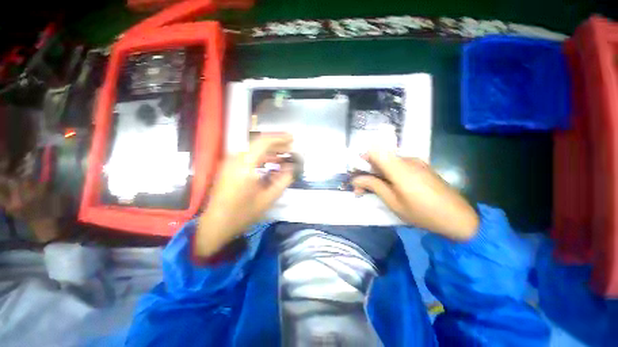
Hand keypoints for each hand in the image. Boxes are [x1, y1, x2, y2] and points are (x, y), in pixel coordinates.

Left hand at [195, 134, 293, 256]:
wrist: (216, 224)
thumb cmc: (243, 213)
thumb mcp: (268, 198)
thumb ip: (283, 180)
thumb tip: (292, 167)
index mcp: (245, 166)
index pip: (263, 142)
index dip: (279, 138)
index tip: (292, 138)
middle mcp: (236, 159)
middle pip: (259, 144)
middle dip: (277, 144)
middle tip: (291, 149)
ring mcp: (230, 162)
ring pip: (254, 150)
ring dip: (270, 152)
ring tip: (284, 156)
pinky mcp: (229, 167)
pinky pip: (249, 157)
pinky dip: (262, 158)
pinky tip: (271, 164)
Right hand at [351, 151, 478, 240]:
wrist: (459, 218)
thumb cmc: (422, 213)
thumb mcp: (394, 202)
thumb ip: (374, 186)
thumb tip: (356, 180)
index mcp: (399, 168)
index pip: (374, 152)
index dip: (361, 160)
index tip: (356, 174)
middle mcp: (407, 160)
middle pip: (379, 157)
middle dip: (367, 171)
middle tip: (361, 189)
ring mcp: (416, 162)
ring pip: (388, 162)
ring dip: (377, 173)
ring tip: (375, 190)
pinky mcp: (421, 166)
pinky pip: (399, 165)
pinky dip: (389, 173)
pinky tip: (391, 187)